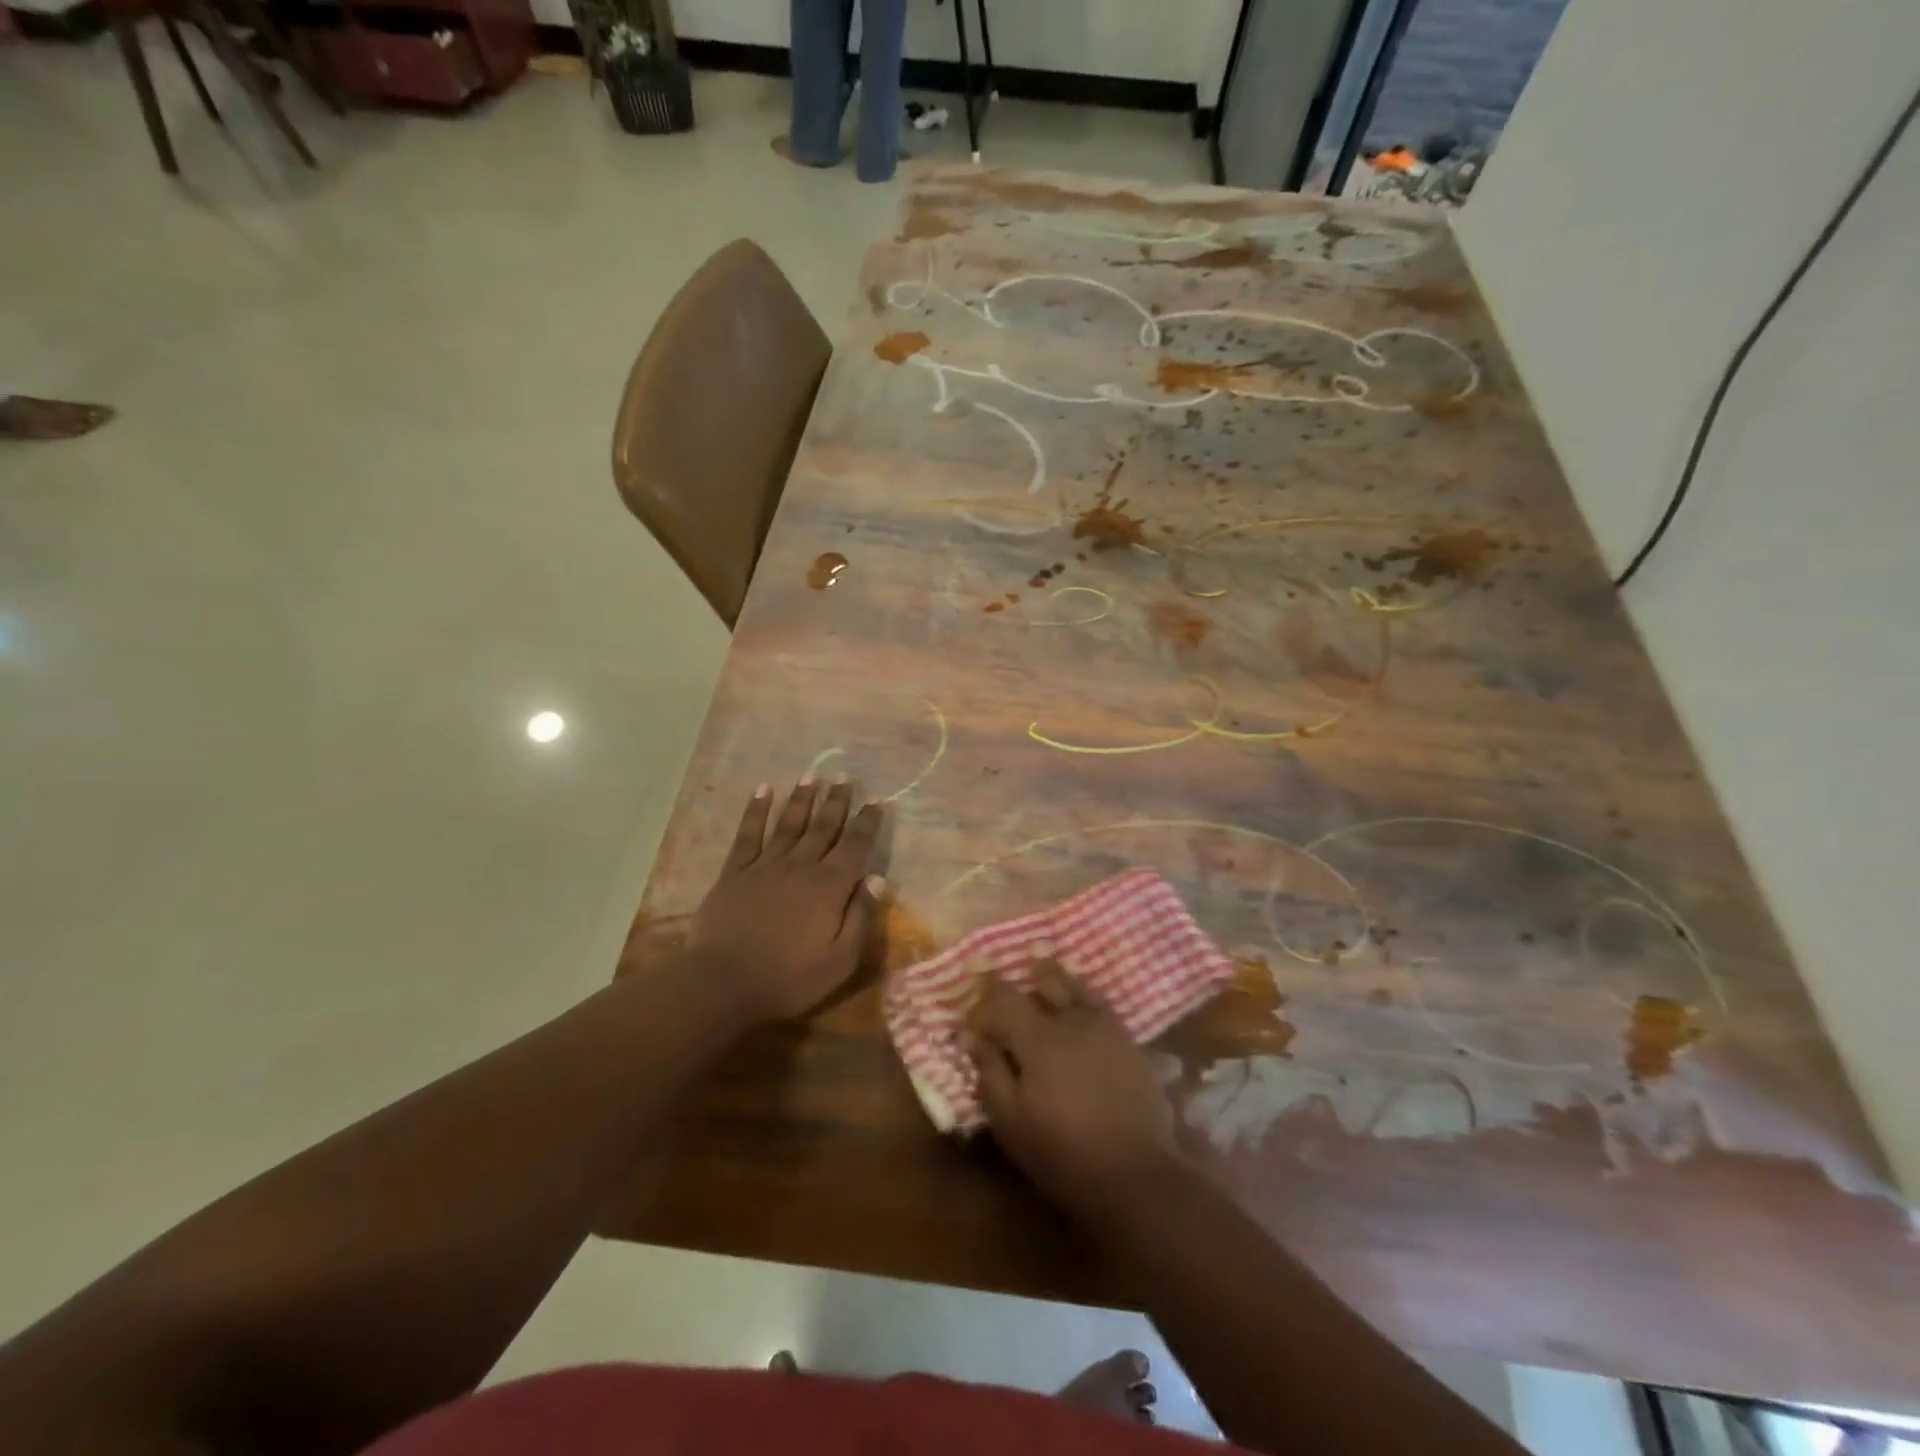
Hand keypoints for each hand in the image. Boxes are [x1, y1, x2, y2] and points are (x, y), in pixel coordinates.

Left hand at [688, 778, 885, 1021]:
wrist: (723, 983)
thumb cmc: (789, 978)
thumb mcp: (840, 960)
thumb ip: (861, 917)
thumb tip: (877, 879)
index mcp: (829, 887)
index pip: (855, 846)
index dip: (867, 823)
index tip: (877, 801)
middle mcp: (800, 867)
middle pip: (823, 827)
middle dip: (836, 801)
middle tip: (845, 777)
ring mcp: (765, 866)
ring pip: (789, 824)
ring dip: (802, 799)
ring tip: (812, 776)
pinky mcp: (734, 873)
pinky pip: (748, 834)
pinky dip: (756, 810)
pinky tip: (763, 790)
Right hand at [966, 961, 1184, 1215]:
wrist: (1136, 1174)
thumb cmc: (1063, 1152)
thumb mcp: (1011, 1122)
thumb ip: (990, 1073)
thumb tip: (972, 1037)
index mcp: (1038, 1037)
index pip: (1003, 999)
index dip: (983, 1007)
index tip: (971, 1026)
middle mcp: (1072, 1019)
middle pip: (1043, 980)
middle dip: (1020, 983)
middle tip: (1003, 989)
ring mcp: (1105, 1026)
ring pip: (1075, 985)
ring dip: (1052, 978)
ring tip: (1039, 971)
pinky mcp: (1128, 1040)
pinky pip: (1100, 1002)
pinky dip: (1083, 994)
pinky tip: (1078, 1000)